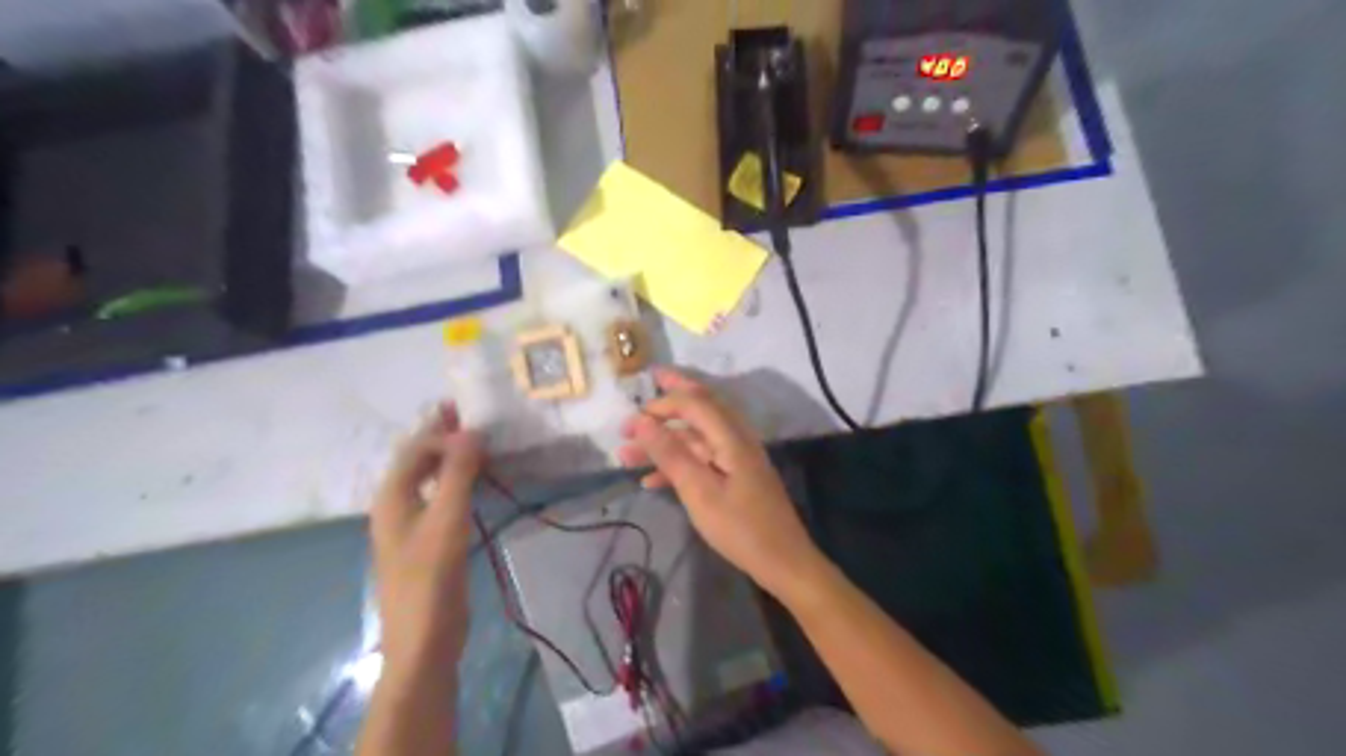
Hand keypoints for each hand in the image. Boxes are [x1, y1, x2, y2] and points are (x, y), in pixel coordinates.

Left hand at [367, 406, 483, 681]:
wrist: (423, 640)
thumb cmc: (431, 579)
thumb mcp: (447, 521)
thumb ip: (457, 474)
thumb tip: (471, 431)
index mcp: (392, 497)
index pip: (414, 448)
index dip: (441, 430)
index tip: (475, 418)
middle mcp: (395, 505)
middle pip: (416, 460)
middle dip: (441, 436)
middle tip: (471, 414)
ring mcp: (409, 525)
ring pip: (428, 478)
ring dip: (450, 457)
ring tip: (479, 441)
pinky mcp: (426, 540)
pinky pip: (439, 497)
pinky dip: (456, 480)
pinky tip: (475, 481)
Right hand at [624, 366, 832, 601]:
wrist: (783, 562)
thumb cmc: (740, 528)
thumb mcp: (699, 492)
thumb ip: (670, 454)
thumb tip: (642, 421)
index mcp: (731, 437)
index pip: (694, 403)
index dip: (662, 404)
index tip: (631, 418)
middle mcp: (736, 439)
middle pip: (700, 408)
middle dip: (670, 400)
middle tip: (642, 392)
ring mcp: (737, 458)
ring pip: (696, 437)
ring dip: (664, 440)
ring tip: (627, 453)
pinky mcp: (735, 476)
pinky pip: (702, 459)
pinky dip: (677, 464)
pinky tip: (650, 480)